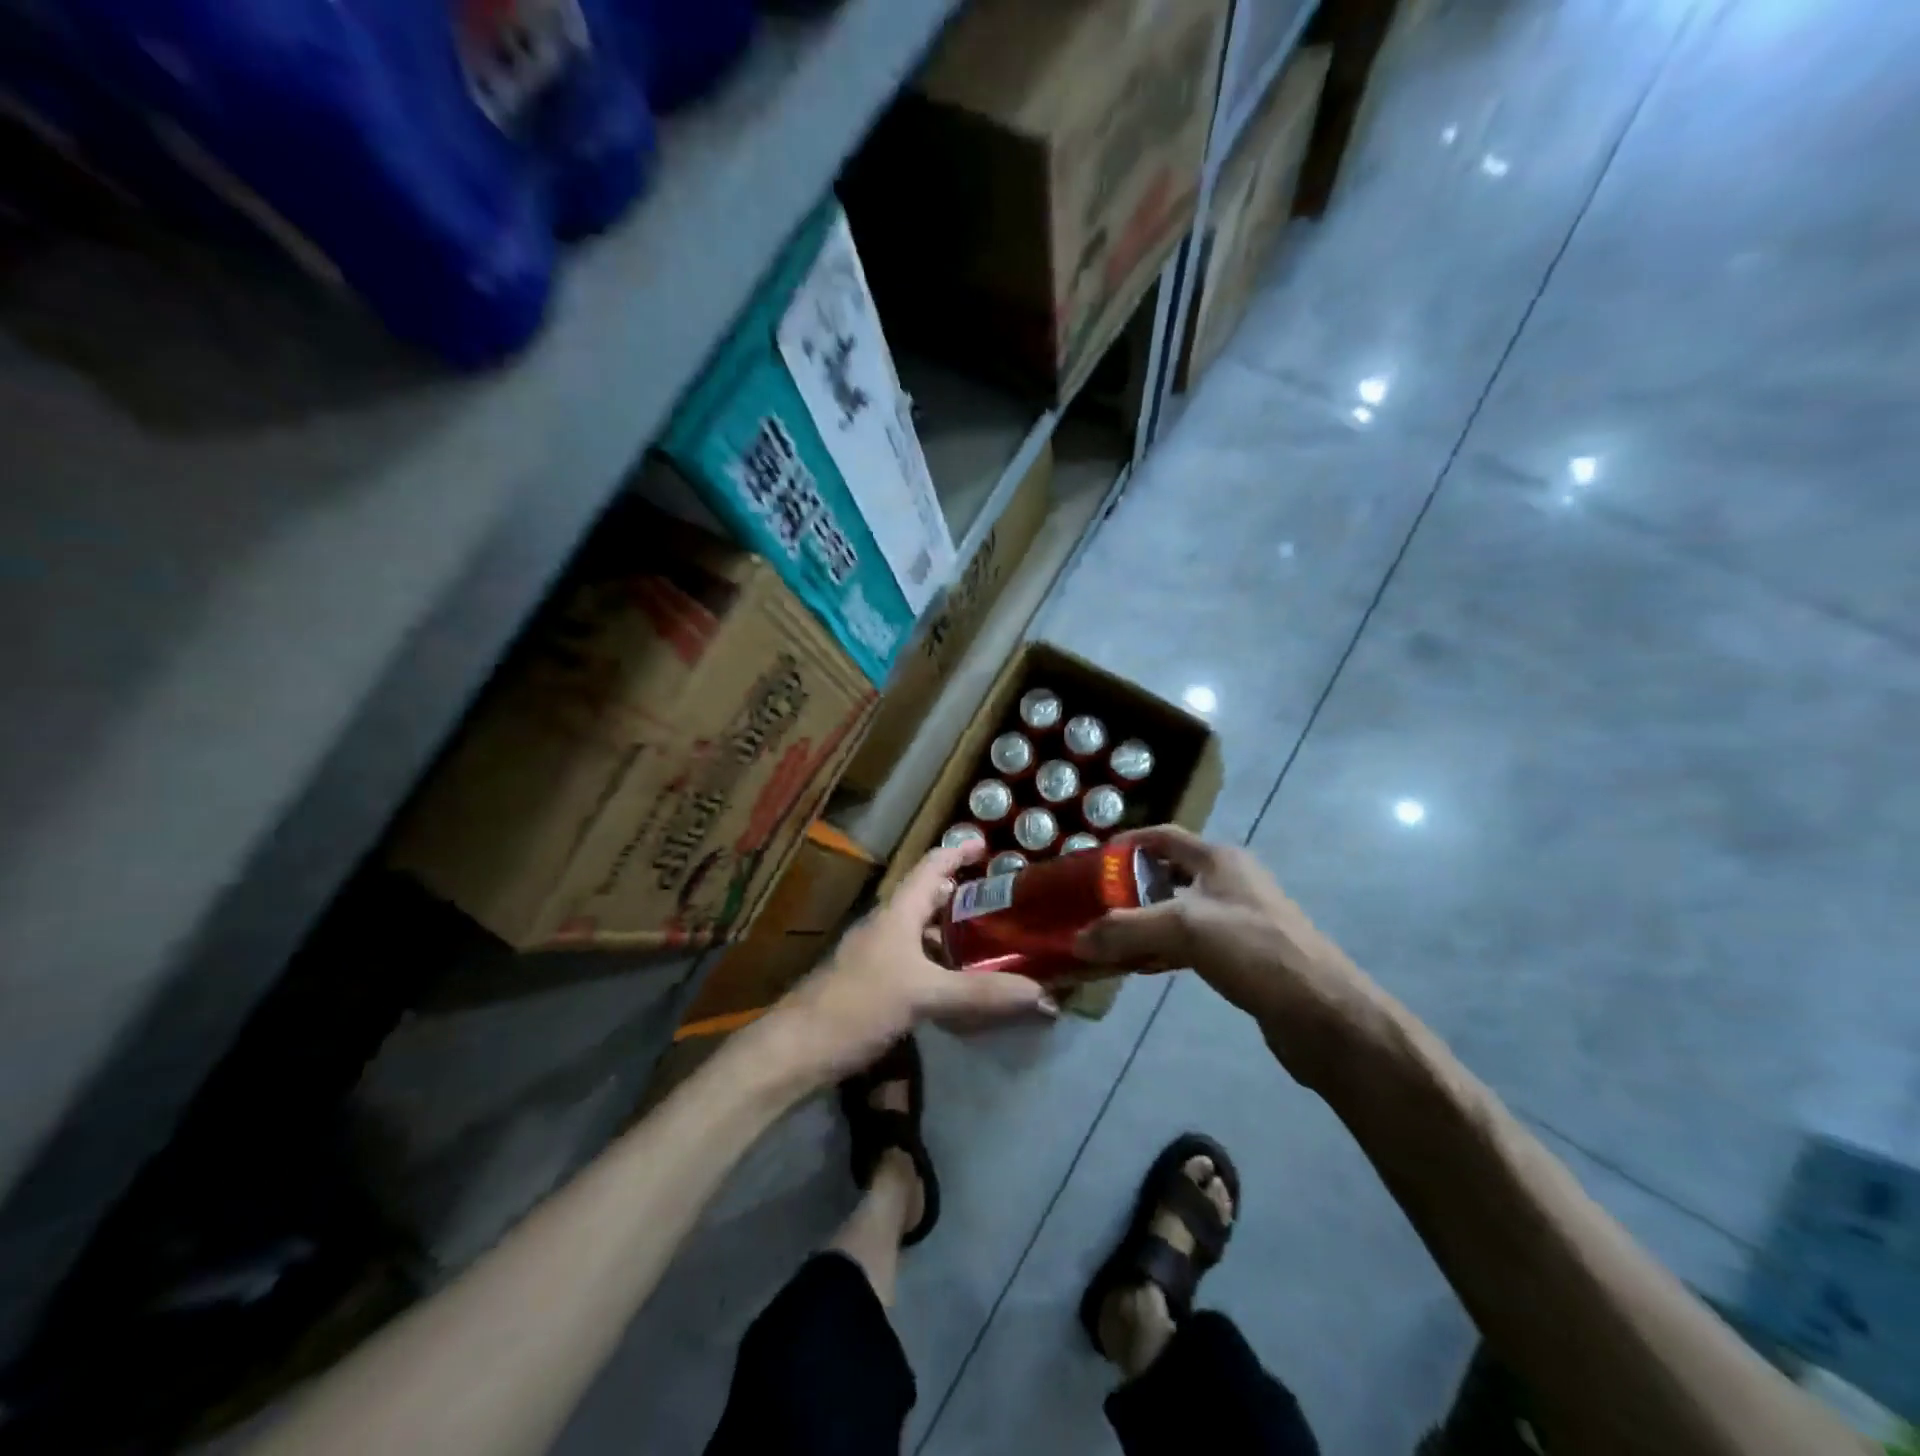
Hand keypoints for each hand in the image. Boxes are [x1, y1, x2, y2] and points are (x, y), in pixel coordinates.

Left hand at [774, 840, 1055, 1082]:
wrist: (798, 1049)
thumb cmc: (858, 1005)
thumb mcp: (924, 995)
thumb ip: (980, 993)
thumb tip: (1042, 994)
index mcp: (897, 912)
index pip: (931, 866)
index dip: (958, 852)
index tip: (988, 846)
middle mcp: (889, 926)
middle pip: (930, 898)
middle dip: (965, 896)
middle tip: (1005, 904)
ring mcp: (880, 957)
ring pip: (925, 934)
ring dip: (956, 934)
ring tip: (994, 943)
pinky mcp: (877, 985)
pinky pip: (919, 963)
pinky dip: (944, 965)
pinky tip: (964, 985)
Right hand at [1075, 826, 1387, 1084]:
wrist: (1323, 1012)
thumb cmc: (1255, 950)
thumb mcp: (1184, 929)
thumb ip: (1125, 930)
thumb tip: (1076, 940)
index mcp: (1219, 859)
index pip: (1164, 836)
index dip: (1128, 842)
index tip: (1093, 860)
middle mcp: (1230, 881)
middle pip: (1169, 873)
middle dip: (1131, 885)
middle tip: (1095, 903)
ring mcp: (1240, 918)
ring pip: (1179, 909)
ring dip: (1146, 920)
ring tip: (1111, 936)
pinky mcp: (1244, 954)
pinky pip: (1193, 941)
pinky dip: (1165, 948)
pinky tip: (1146, 966)